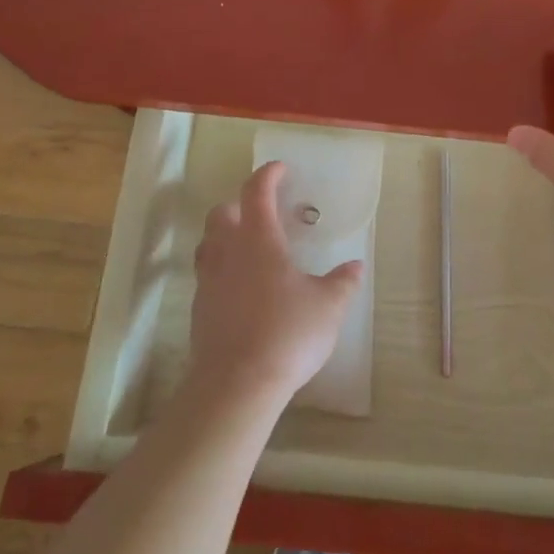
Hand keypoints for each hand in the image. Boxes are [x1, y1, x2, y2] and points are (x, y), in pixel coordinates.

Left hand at [187, 161, 363, 408]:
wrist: (237, 384)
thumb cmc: (287, 333)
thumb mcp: (328, 307)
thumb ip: (342, 282)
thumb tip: (355, 266)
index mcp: (259, 240)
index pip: (257, 192)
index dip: (268, 175)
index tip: (281, 169)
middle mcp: (228, 253)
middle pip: (222, 213)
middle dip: (239, 204)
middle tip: (262, 212)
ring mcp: (208, 281)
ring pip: (208, 243)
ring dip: (224, 235)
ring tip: (248, 247)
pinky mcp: (199, 310)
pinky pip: (206, 275)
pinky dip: (221, 269)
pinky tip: (240, 288)